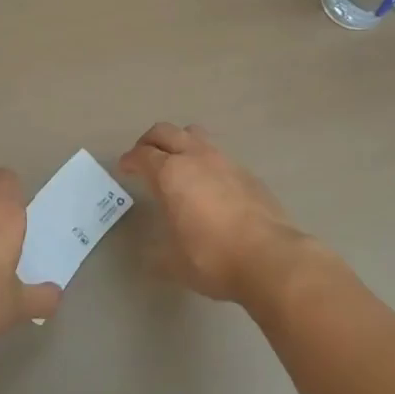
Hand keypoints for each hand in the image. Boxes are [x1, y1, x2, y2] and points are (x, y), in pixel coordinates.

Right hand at [118, 123, 309, 303]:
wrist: (270, 257)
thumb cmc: (212, 258)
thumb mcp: (174, 262)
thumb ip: (158, 251)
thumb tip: (150, 253)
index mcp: (171, 174)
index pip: (143, 155)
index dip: (130, 160)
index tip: (125, 168)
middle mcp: (196, 158)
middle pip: (166, 132)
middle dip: (150, 140)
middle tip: (143, 157)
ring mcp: (224, 161)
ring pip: (195, 135)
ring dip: (180, 142)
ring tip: (176, 162)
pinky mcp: (247, 172)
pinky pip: (218, 154)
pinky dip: (205, 160)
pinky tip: (208, 183)